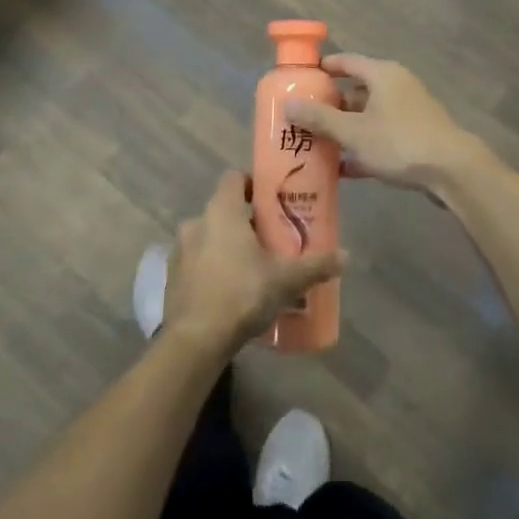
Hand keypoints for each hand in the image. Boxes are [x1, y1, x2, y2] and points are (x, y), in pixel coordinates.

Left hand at [165, 171, 345, 353]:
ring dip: (228, 245)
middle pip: (224, 209)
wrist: (195, 340)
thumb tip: (346, 256)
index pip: (234, 177)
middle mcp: (197, 222)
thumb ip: (315, 265)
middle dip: (247, 220)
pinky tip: (231, 290)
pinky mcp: (172, 276)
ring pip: (209, 236)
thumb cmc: (242, 294)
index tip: (272, 200)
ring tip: (253, 267)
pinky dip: (213, 267)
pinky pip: (197, 260)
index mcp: (222, 211)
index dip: (252, 183)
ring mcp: (180, 250)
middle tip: (272, 239)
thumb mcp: (286, 280)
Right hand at [284, 54, 483, 192]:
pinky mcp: (415, 138)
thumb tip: (287, 104)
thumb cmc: (400, 142)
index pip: (347, 61)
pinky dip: (362, 148)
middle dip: (329, 105)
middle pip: (356, 90)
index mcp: (383, 75)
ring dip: (344, 129)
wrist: (452, 172)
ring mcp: (408, 113)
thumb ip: (320, 118)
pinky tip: (342, 169)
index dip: (323, 68)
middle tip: (301, 117)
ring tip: (315, 143)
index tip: (300, 79)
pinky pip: (381, 138)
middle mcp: (396, 87)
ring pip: (368, 117)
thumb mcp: (353, 131)